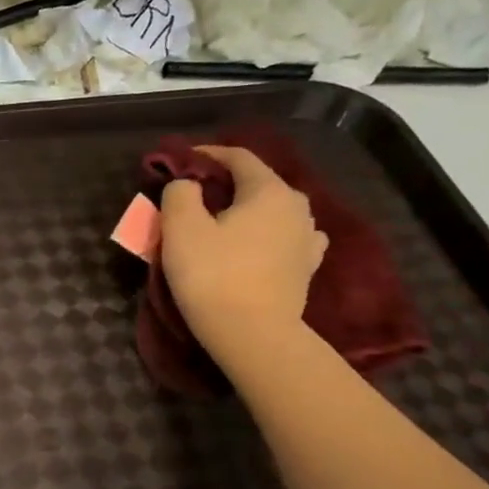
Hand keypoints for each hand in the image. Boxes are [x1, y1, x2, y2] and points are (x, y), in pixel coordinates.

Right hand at [158, 145, 326, 362]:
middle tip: (195, 195)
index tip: (180, 160)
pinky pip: (286, 236)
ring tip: (223, 221)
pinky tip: (258, 243)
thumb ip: (180, 193)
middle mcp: (297, 206)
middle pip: (257, 182)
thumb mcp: (181, 228)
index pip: (238, 157)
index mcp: (268, 190)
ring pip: (272, 210)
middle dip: (225, 183)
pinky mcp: (307, 266)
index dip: (207, 153)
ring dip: (247, 209)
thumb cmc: (213, 275)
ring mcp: (308, 237)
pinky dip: (268, 233)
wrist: (253, 334)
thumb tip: (187, 183)